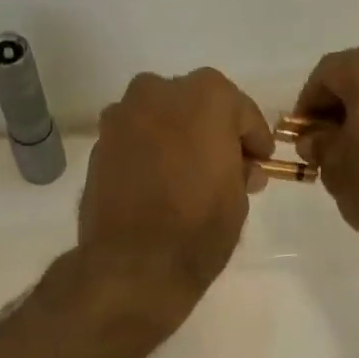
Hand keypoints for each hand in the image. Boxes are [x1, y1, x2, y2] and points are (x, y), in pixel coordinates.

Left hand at [78, 68, 273, 327]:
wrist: (132, 265)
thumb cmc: (198, 229)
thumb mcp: (238, 200)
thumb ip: (240, 171)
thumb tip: (238, 168)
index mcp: (206, 97)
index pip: (241, 111)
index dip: (254, 139)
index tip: (260, 160)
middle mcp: (159, 92)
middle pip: (196, 105)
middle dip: (212, 131)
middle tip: (224, 166)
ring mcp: (122, 115)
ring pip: (160, 117)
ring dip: (177, 136)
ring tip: (188, 174)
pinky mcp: (98, 144)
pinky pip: (135, 139)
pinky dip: (149, 152)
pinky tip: (158, 181)